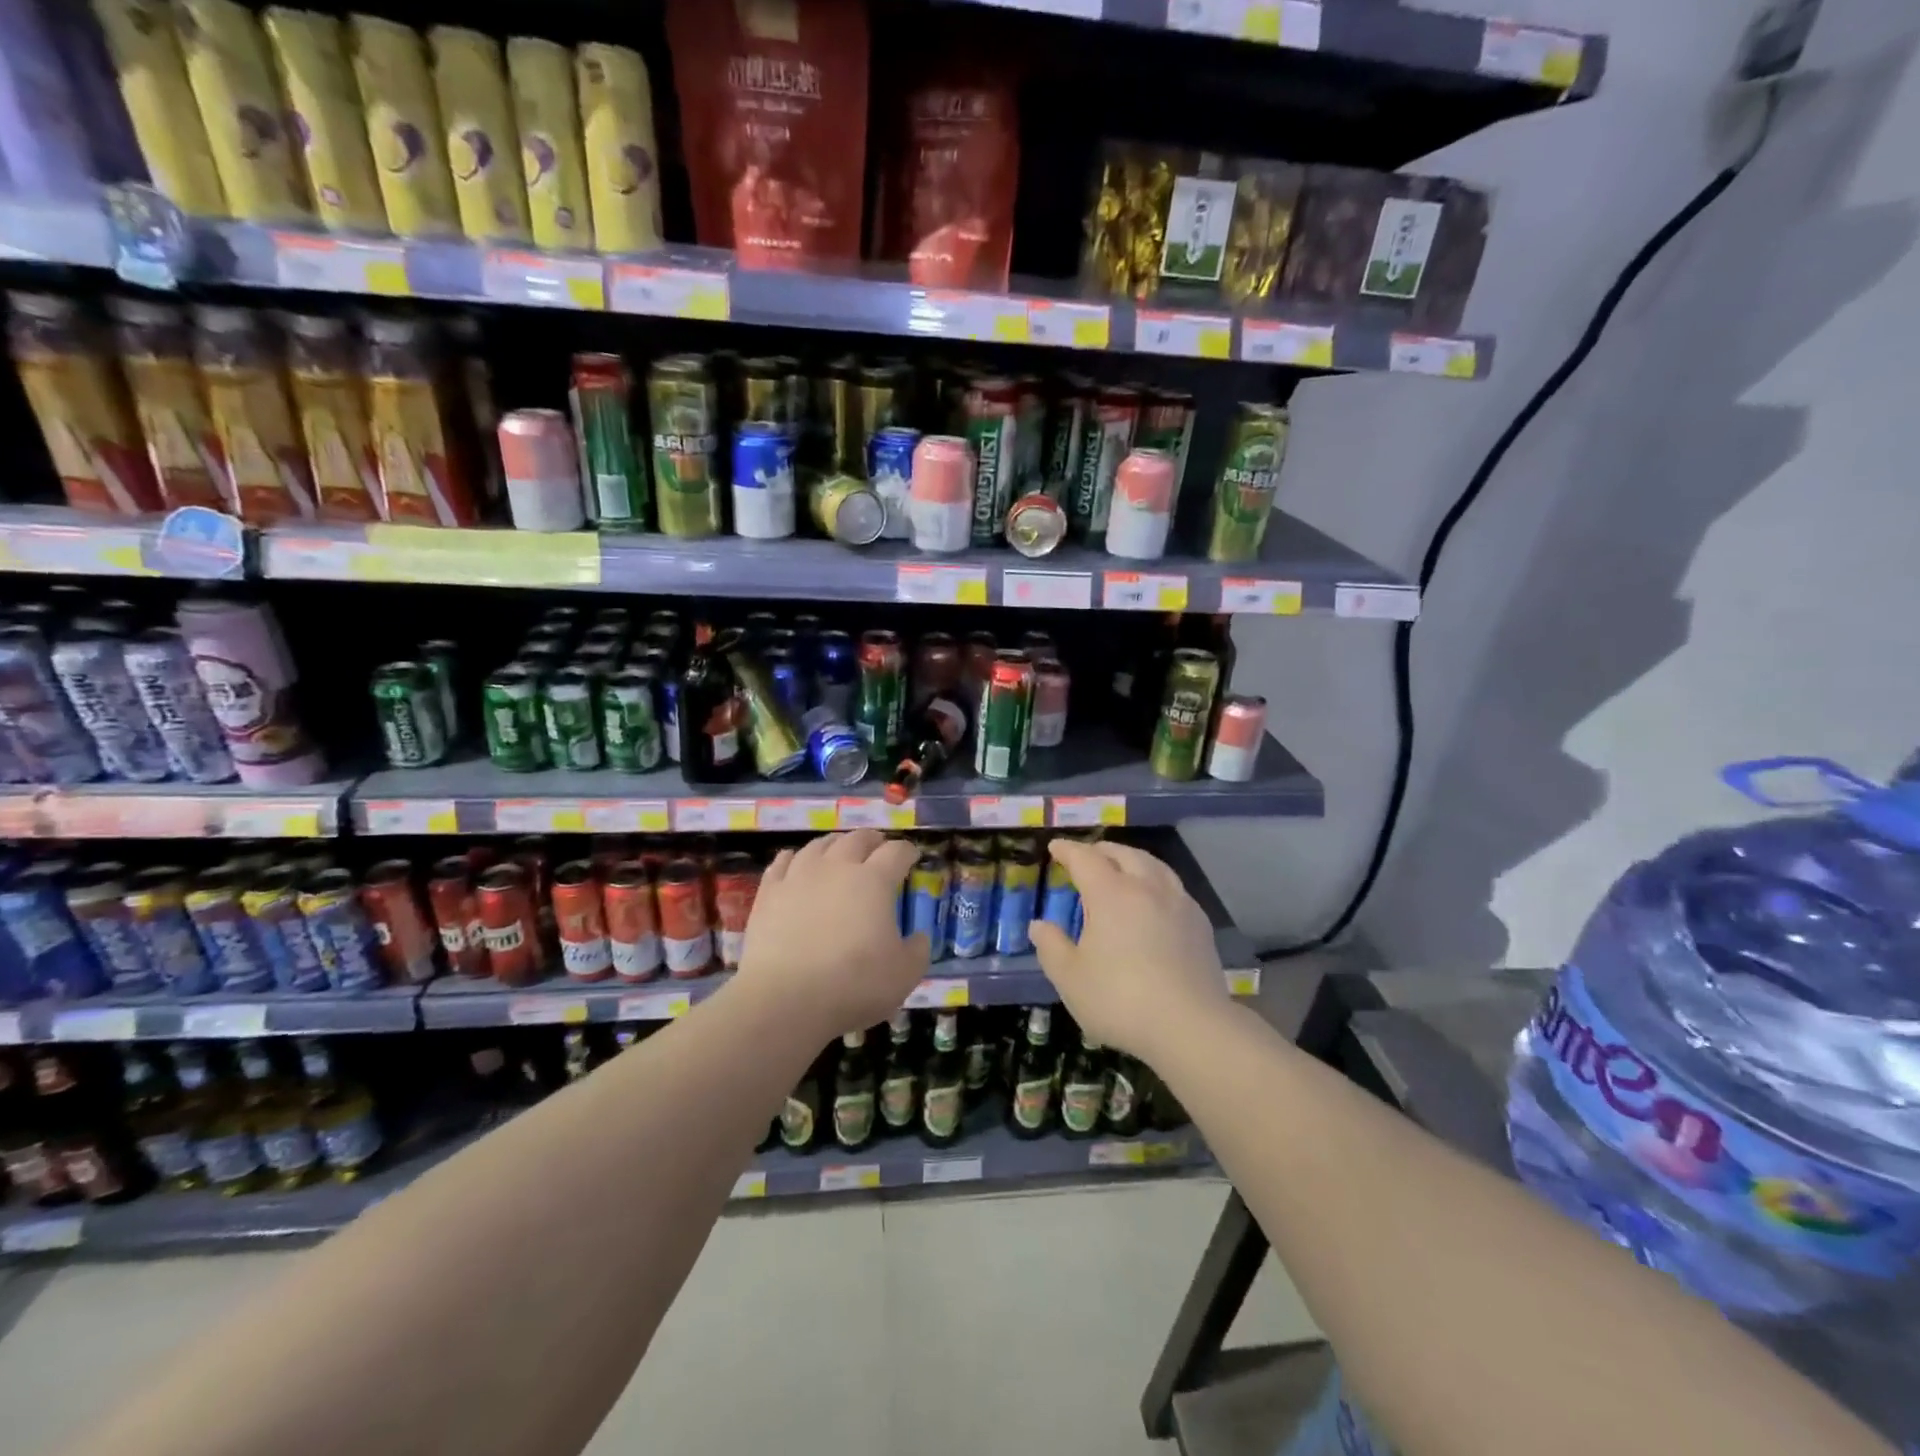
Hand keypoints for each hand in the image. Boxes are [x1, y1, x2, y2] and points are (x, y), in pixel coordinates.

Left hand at [737, 831, 928, 1040]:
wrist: (785, 999)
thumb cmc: (854, 984)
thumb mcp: (904, 974)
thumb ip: (918, 950)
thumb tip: (919, 937)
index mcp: (874, 881)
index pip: (896, 852)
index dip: (907, 851)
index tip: (912, 856)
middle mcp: (837, 867)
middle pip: (857, 839)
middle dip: (872, 840)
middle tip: (878, 847)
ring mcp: (799, 876)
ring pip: (819, 845)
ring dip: (835, 844)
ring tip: (839, 850)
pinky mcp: (769, 892)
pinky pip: (782, 862)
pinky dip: (793, 858)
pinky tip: (794, 861)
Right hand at [1028, 840, 1229, 1060]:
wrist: (1191, 1026)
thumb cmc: (1120, 1000)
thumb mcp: (1070, 978)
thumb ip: (1051, 946)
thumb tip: (1039, 925)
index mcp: (1111, 894)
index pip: (1085, 859)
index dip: (1068, 850)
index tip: (1055, 847)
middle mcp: (1146, 887)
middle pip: (1123, 854)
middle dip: (1101, 850)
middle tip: (1086, 856)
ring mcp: (1178, 903)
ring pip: (1154, 865)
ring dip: (1132, 860)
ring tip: (1121, 868)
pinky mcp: (1200, 923)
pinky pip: (1173, 886)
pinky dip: (1155, 881)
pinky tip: (1154, 900)